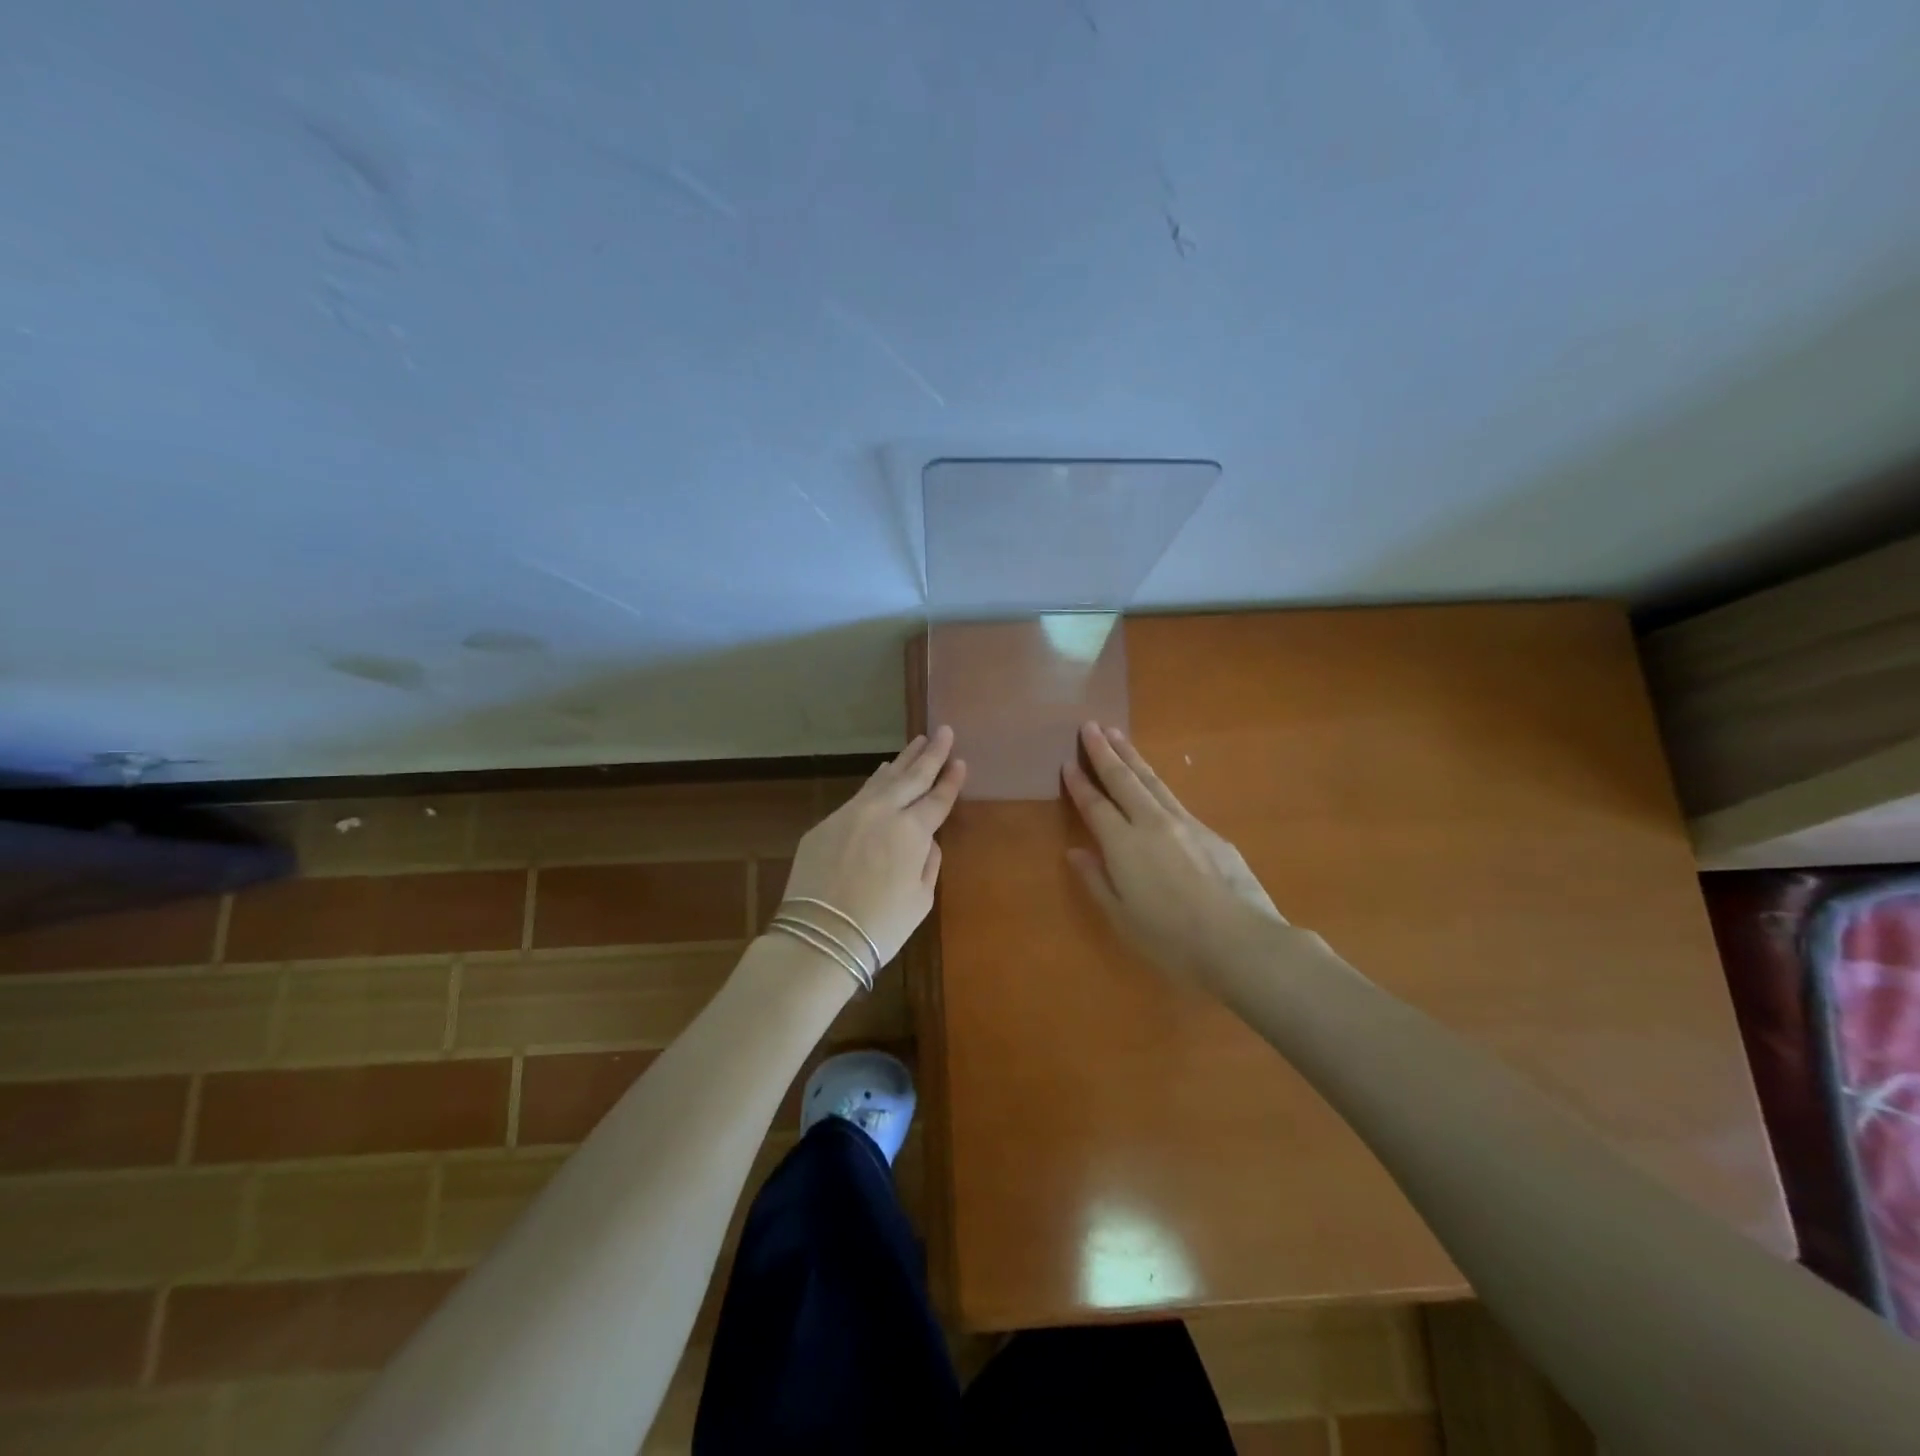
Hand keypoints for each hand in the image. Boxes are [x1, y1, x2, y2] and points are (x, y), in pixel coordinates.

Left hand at [778, 727, 965, 970]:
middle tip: (945, 731)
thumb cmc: (881, 926)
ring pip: (883, 779)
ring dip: (903, 760)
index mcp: (912, 832)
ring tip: (917, 742)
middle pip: (913, 777)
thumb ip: (928, 862)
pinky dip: (876, 780)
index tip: (961, 761)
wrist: (820, 936)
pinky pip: (859, 794)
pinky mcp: (826, 824)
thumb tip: (925, 840)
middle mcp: (883, 812)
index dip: (951, 781)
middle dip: (932, 753)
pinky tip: (883, 772)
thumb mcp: (921, 899)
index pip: (937, 799)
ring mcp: (851, 814)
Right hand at [1063, 721, 1285, 987]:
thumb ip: (1096, 880)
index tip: (1068, 761)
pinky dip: (1157, 783)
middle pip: (1124, 780)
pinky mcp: (1210, 832)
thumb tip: (1076, 852)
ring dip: (1132, 756)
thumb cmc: (1171, 938)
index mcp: (1123, 845)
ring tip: (1118, 735)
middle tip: (1091, 725)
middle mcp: (1151, 823)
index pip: (1095, 805)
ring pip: (1152, 781)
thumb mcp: (1122, 917)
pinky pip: (1174, 798)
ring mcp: (1184, 823)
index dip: (1080, 783)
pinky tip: (1155, 783)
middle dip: (1105, 752)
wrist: (1239, 940)